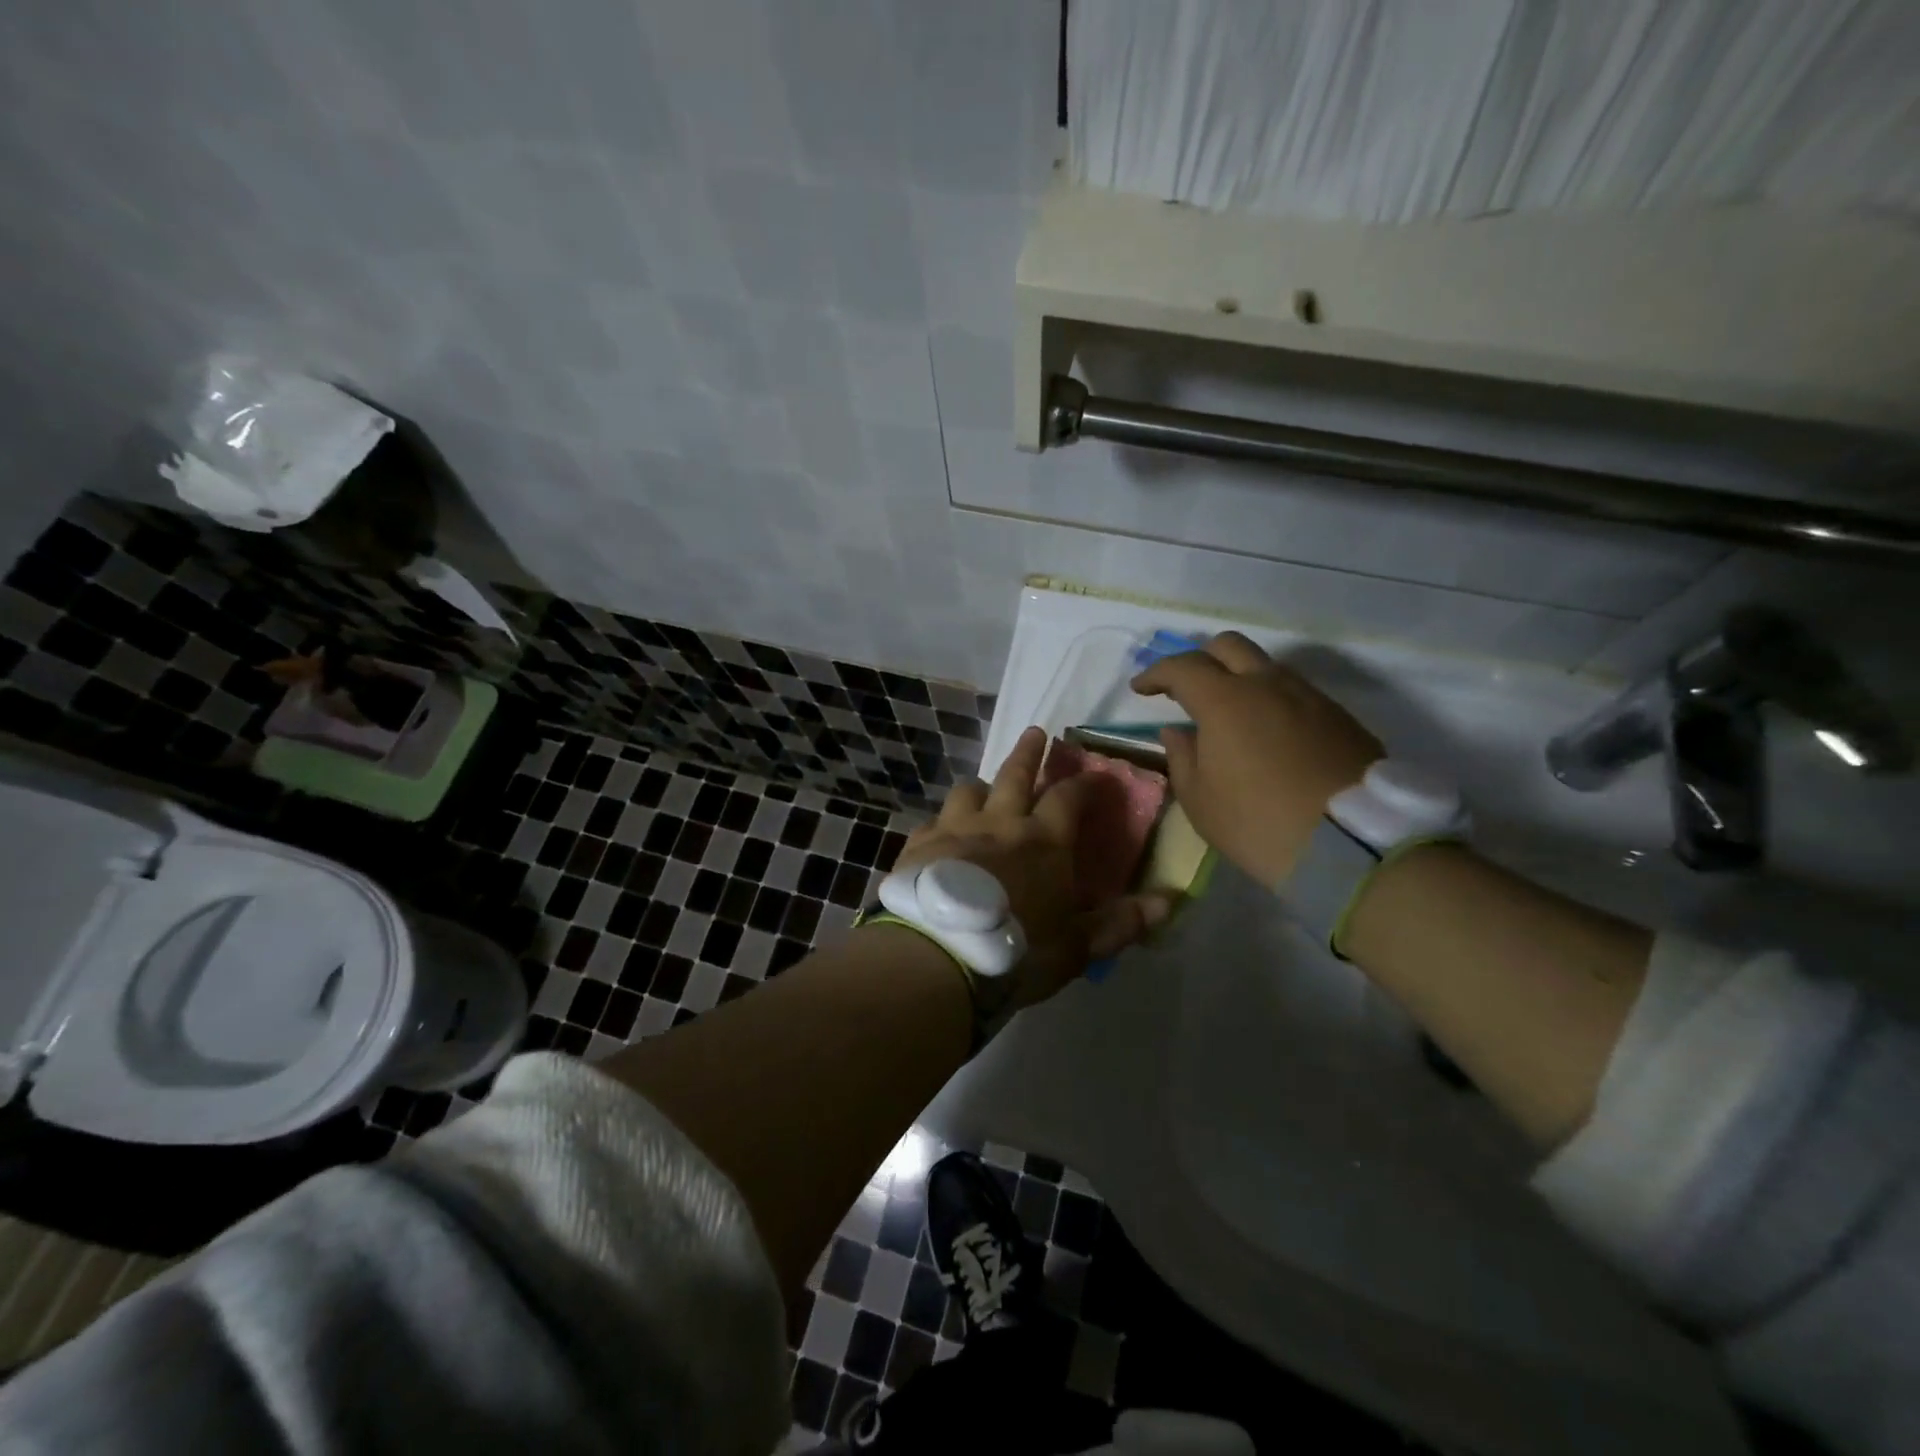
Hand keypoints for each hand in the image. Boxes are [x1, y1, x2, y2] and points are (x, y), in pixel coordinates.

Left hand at [891, 726, 1171, 1009]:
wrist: (939, 954)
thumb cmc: (1017, 950)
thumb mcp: (1077, 946)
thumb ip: (1121, 923)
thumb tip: (1170, 902)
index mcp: (1044, 840)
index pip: (1069, 797)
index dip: (1085, 783)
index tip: (1096, 775)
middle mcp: (1000, 822)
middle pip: (1015, 774)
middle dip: (1029, 752)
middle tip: (1035, 732)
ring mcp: (955, 829)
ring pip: (968, 791)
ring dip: (981, 787)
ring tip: (984, 789)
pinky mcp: (919, 845)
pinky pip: (932, 822)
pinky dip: (942, 823)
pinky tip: (940, 834)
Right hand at [1132, 632, 1382, 886]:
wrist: (1353, 845)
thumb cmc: (1258, 823)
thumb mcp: (1201, 801)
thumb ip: (1182, 757)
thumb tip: (1177, 731)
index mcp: (1225, 700)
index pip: (1182, 667)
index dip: (1156, 674)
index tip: (1141, 689)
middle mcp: (1268, 684)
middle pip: (1228, 645)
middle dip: (1199, 658)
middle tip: (1184, 687)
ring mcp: (1310, 697)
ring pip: (1266, 666)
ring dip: (1239, 677)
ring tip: (1228, 712)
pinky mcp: (1340, 716)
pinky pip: (1295, 692)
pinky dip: (1271, 699)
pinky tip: (1267, 731)